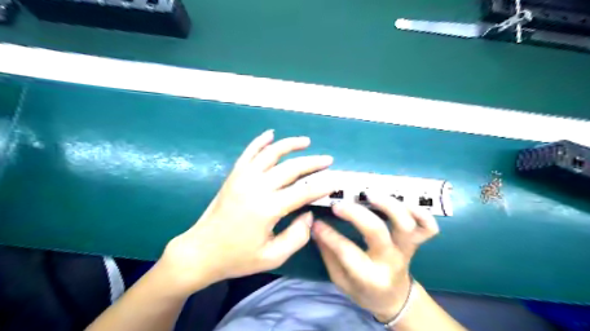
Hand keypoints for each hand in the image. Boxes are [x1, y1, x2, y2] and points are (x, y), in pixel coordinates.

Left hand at [159, 131, 332, 295]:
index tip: (335, 182)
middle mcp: (257, 187)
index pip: (303, 192)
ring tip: (306, 141)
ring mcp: (243, 178)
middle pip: (291, 168)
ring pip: (271, 154)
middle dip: (313, 163)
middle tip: (328, 160)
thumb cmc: (237, 257)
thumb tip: (309, 215)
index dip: (322, 186)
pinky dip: (260, 141)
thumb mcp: (273, 257)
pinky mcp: (234, 175)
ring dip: (290, 144)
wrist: (201, 251)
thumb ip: (297, 237)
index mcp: (268, 208)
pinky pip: (249, 152)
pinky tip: (270, 133)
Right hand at [313, 194, 436, 323]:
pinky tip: (403, 202)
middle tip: (338, 205)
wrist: (395, 298)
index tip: (316, 223)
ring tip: (369, 194)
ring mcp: (406, 250)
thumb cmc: (364, 291)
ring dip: (388, 204)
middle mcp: (390, 261)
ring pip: (405, 224)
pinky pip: (428, 227)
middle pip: (376, 231)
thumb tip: (316, 228)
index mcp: (370, 277)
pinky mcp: (416, 243)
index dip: (329, 234)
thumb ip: (329, 254)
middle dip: (355, 214)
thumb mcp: (340, 281)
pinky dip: (421, 212)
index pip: (346, 251)